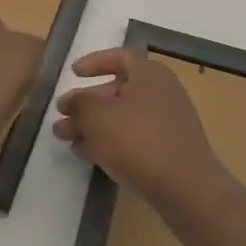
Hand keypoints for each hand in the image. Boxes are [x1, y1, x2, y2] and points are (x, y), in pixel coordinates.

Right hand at [53, 48, 229, 210]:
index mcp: (149, 73)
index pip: (119, 57)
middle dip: (86, 104)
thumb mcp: (97, 117)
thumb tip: (72, 100)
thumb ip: (79, 104)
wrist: (185, 187)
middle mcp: (161, 92)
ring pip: (122, 117)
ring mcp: (167, 122)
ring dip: (92, 125)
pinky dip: (109, 142)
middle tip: (60, 116)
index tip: (73, 73)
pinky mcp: (168, 150)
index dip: (94, 62)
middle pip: (116, 91)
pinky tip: (87, 154)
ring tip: (64, 139)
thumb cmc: (138, 139)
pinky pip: (133, 138)